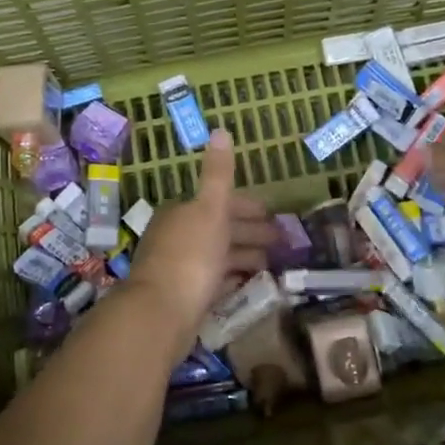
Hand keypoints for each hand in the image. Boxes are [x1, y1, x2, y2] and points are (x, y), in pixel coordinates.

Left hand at [126, 129, 276, 341]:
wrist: (161, 314)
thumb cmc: (190, 255)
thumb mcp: (209, 208)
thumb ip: (218, 173)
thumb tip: (220, 129)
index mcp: (182, 212)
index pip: (220, 203)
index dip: (248, 207)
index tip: (272, 215)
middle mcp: (178, 236)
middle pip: (220, 229)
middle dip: (251, 232)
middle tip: (283, 242)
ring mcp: (179, 269)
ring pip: (219, 256)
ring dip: (245, 256)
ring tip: (273, 264)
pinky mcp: (183, 298)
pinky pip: (214, 281)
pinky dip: (232, 278)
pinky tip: (248, 282)